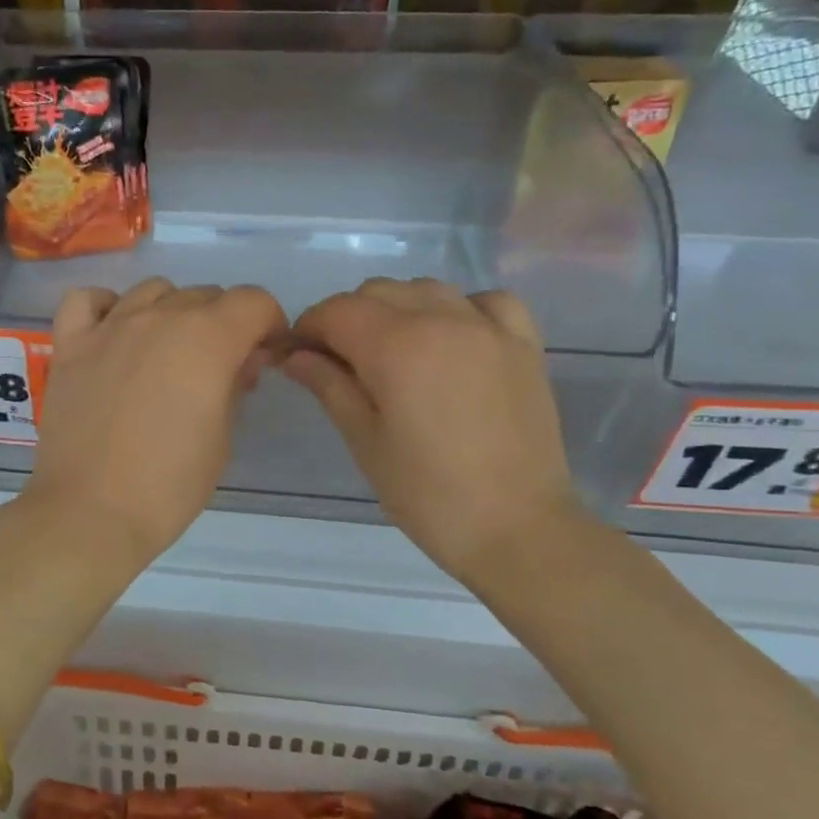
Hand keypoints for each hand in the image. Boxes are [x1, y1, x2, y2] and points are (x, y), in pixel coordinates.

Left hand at [24, 278, 285, 569]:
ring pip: (152, 290)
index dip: (269, 325)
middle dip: (224, 324)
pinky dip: (105, 307)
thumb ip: (235, 386)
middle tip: (219, 368)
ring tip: (168, 352)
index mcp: (206, 339)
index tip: (264, 356)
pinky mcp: (70, 345)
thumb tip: (240, 361)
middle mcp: (158, 318)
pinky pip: (86, 300)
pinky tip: (114, 333)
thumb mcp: (223, 438)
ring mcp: (109, 328)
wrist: (91, 512)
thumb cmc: (169, 485)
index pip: (253, 301)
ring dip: (172, 312)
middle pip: (205, 295)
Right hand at [284, 278, 583, 582]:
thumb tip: (295, 355)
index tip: (297, 355)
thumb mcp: (364, 441)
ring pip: (428, 288)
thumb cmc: (427, 493)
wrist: (517, 529)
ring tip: (392, 350)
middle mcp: (443, 321)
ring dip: (398, 308)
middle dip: (348, 317)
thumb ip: (328, 386)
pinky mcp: (524, 346)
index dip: (308, 327)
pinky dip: (461, 308)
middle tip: (338, 360)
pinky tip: (452, 337)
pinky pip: (488, 301)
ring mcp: (489, 329)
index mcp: (397, 347)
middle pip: (378, 291)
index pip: (337, 311)